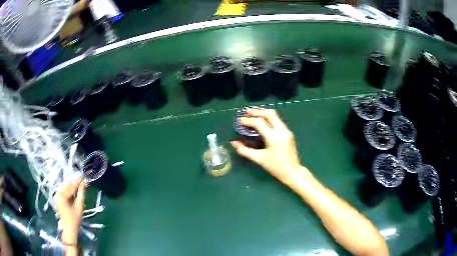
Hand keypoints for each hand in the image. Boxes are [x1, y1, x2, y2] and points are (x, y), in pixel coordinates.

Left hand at [55, 178, 85, 243]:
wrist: (69, 228)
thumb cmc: (75, 219)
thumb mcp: (79, 207)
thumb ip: (81, 194)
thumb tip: (84, 183)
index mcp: (62, 196)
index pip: (71, 186)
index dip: (78, 182)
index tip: (83, 178)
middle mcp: (58, 193)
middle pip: (67, 186)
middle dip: (75, 185)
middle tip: (82, 184)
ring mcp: (56, 195)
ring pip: (65, 188)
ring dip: (72, 188)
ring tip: (79, 189)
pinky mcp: (57, 198)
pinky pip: (63, 191)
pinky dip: (69, 191)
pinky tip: (74, 194)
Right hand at [231, 108, 303, 183]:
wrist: (293, 172)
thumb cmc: (276, 167)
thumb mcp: (259, 159)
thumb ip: (245, 150)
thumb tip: (233, 143)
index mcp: (274, 138)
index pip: (260, 123)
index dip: (249, 120)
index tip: (240, 120)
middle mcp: (281, 131)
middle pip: (270, 114)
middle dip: (258, 111)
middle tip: (247, 112)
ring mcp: (287, 131)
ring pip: (275, 116)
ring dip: (264, 113)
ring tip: (253, 115)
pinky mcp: (288, 133)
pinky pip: (278, 121)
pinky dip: (269, 119)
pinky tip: (262, 122)